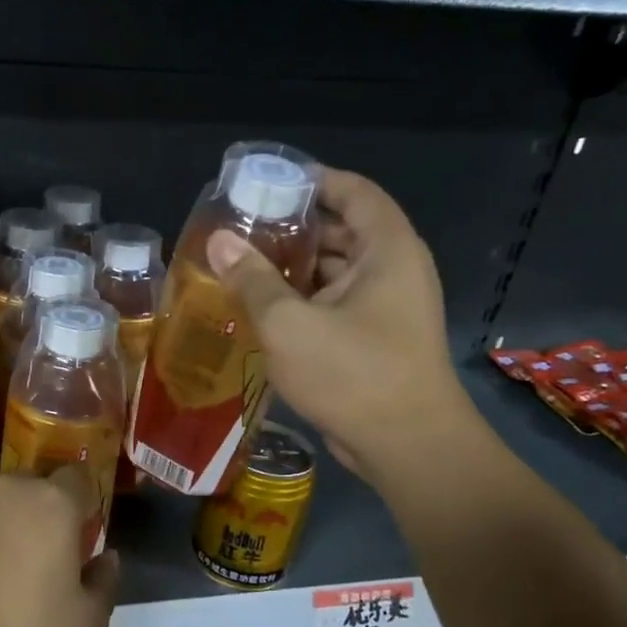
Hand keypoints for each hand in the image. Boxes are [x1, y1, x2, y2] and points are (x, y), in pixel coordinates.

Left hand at [0, 466, 119, 626]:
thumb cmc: (21, 625)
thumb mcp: (84, 622)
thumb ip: (105, 583)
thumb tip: (107, 559)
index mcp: (55, 502)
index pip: (79, 476)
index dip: (85, 500)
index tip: (83, 532)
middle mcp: (13, 488)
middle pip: (40, 486)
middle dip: (47, 510)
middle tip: (47, 552)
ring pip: (4, 501)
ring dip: (11, 522)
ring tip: (6, 565)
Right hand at [207, 168, 472, 480]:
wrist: (407, 446)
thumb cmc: (352, 373)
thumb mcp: (289, 323)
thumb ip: (252, 278)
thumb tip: (219, 240)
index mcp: (387, 250)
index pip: (353, 191)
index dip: (312, 180)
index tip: (266, 182)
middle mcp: (394, 269)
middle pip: (342, 229)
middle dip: (294, 225)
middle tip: (241, 225)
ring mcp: (387, 306)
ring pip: (336, 269)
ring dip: (294, 265)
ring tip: (242, 262)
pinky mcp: (376, 337)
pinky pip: (336, 302)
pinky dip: (303, 297)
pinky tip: (262, 305)